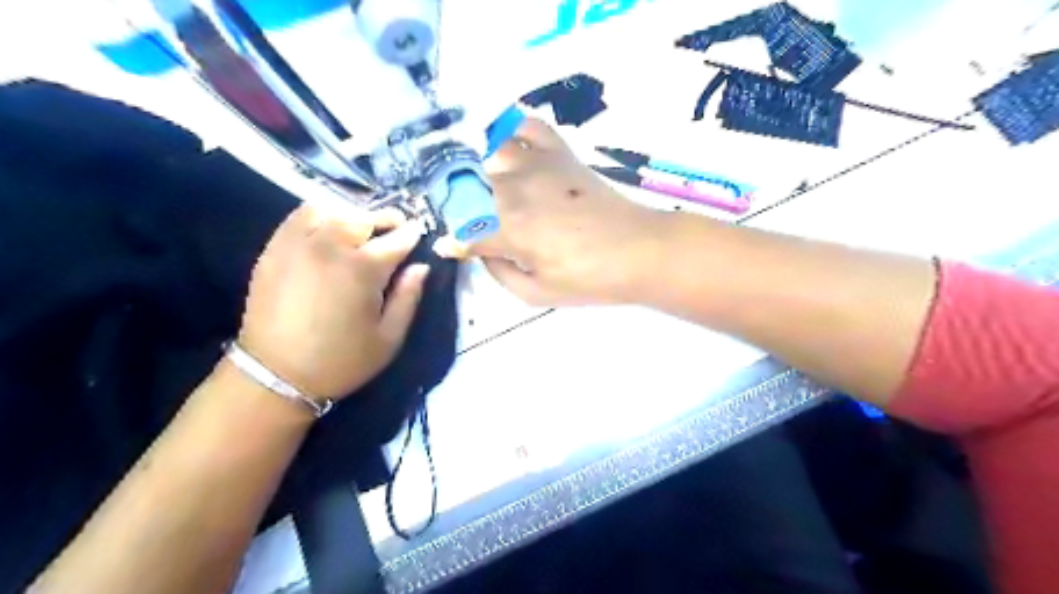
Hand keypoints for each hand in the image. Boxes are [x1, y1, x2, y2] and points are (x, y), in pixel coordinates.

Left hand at [237, 205, 426, 398]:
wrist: (276, 376)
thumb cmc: (342, 361)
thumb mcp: (389, 338)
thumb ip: (409, 297)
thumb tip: (421, 267)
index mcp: (363, 269)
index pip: (397, 239)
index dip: (413, 234)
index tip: (420, 232)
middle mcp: (331, 246)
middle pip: (365, 218)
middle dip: (386, 220)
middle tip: (397, 227)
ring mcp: (298, 244)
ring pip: (332, 210)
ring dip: (354, 215)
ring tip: (363, 228)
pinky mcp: (274, 249)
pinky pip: (300, 216)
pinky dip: (321, 214)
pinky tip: (329, 226)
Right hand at [439, 119, 667, 309]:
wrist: (639, 250)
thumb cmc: (590, 279)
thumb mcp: (537, 294)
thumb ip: (499, 274)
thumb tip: (480, 253)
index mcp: (508, 228)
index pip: (464, 231)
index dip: (453, 242)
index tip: (448, 247)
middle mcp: (514, 189)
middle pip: (468, 187)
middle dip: (457, 204)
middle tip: (463, 218)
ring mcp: (537, 164)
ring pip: (488, 152)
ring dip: (475, 167)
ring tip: (476, 181)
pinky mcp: (560, 153)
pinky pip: (526, 126)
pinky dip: (510, 130)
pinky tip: (506, 146)